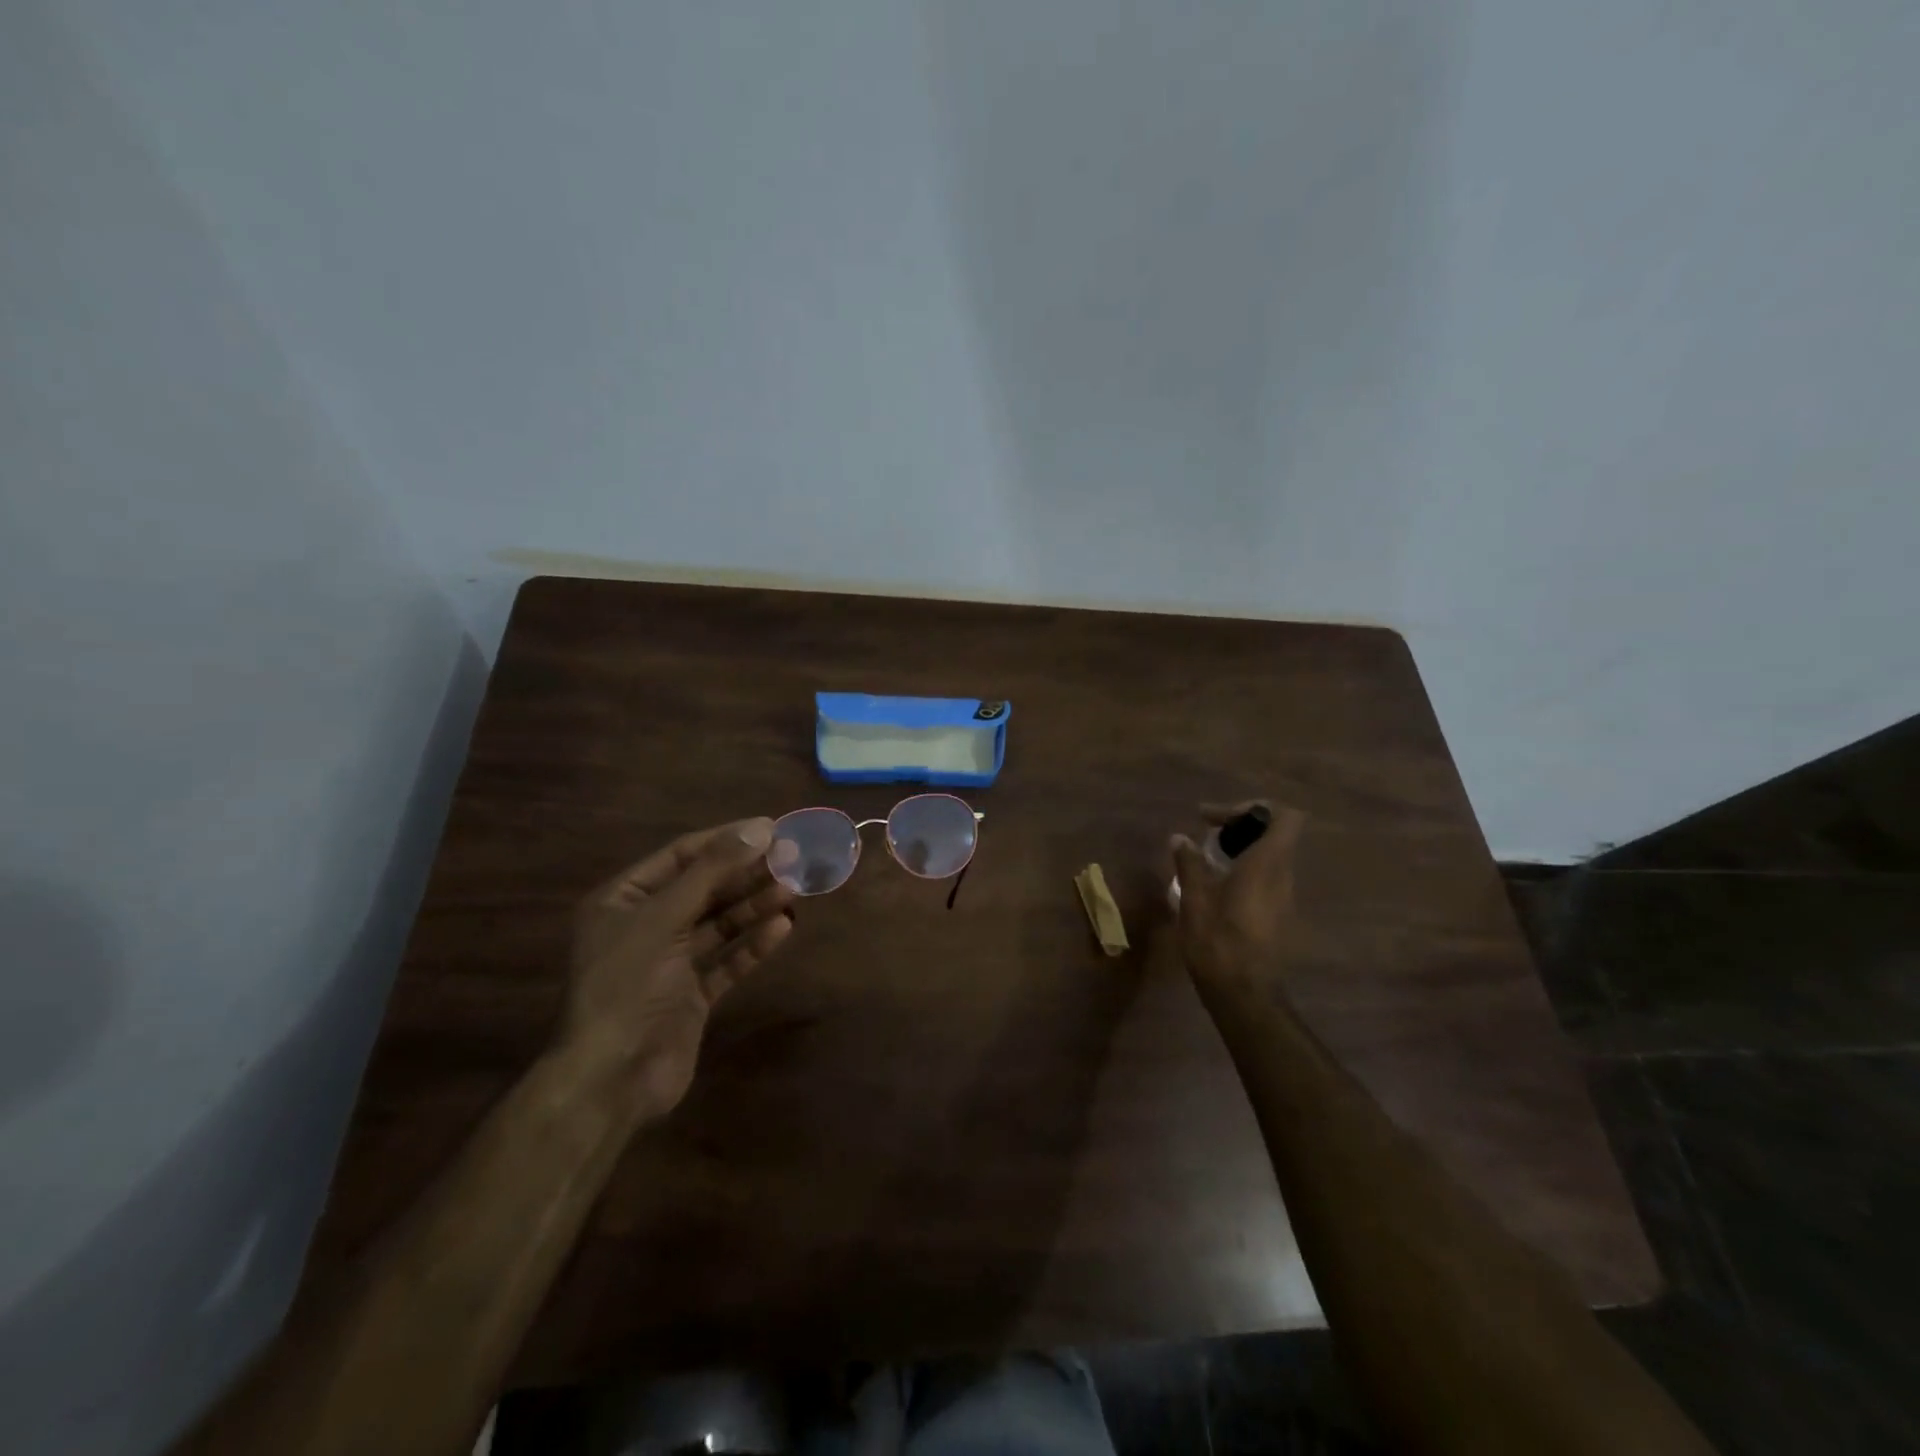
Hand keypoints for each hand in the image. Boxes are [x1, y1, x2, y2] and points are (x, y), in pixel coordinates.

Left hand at [560, 817, 794, 1121]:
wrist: (611, 1078)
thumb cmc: (627, 984)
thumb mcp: (664, 917)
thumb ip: (712, 871)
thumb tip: (760, 827)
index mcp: (623, 900)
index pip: (681, 856)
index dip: (726, 840)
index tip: (770, 829)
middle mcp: (646, 926)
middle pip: (705, 888)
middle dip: (746, 873)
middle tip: (792, 858)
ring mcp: (670, 963)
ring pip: (720, 924)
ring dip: (754, 906)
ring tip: (793, 889)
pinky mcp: (692, 995)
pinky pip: (727, 961)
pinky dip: (752, 945)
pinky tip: (782, 928)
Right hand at [1169, 801, 1307, 1004]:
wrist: (1245, 996)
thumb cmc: (1218, 943)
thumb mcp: (1194, 900)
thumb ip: (1189, 864)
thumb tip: (1180, 838)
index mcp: (1266, 865)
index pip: (1285, 817)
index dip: (1254, 808)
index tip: (1218, 819)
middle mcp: (1283, 876)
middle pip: (1275, 833)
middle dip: (1240, 826)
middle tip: (1206, 833)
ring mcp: (1285, 897)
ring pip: (1270, 856)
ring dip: (1240, 849)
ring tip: (1205, 859)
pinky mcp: (1279, 914)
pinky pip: (1266, 877)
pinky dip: (1244, 869)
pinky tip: (1215, 886)